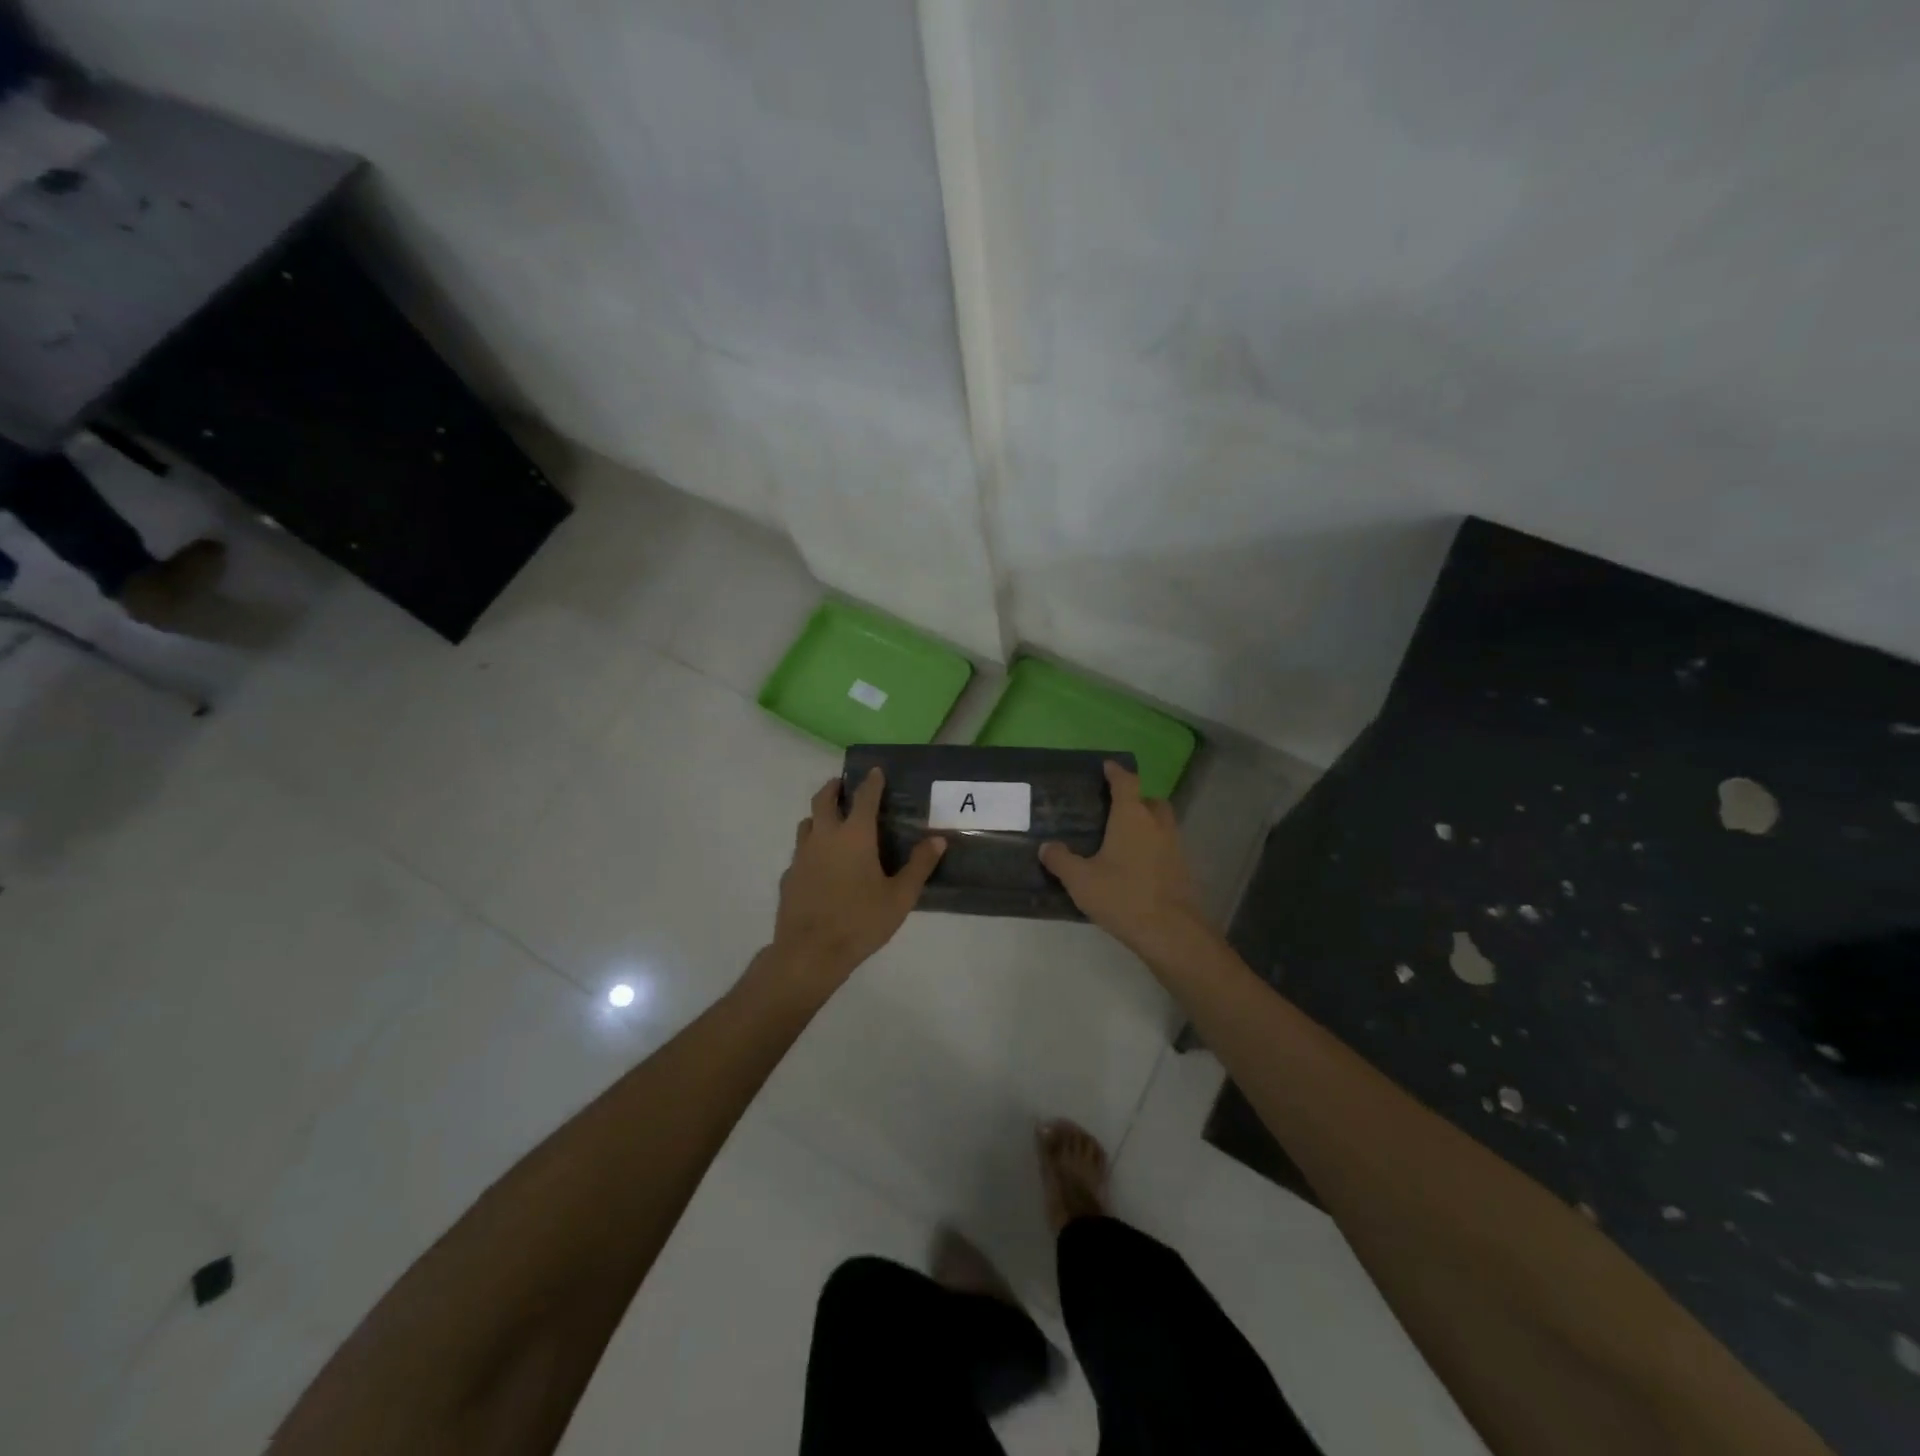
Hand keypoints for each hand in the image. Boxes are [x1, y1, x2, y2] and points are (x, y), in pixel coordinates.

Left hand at [765, 770, 945, 992]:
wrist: (809, 953)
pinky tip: (819, 864)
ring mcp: (802, 855)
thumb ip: (919, 866)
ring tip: (830, 821)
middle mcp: (825, 836)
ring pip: (807, 823)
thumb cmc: (860, 921)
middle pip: (823, 799)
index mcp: (854, 836)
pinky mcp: (789, 876)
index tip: (874, 770)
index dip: (871, 782)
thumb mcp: (900, 897)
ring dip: (819, 815)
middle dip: (834, 788)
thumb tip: (938, 840)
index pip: (863, 797)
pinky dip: (810, 847)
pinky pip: (800, 851)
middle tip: (843, 785)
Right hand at [1040, 761, 1208, 959]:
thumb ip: (1061, 860)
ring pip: (1161, 823)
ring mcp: (1174, 846)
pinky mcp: (1182, 869)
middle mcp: (1157, 824)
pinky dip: (1153, 846)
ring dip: (1146, 823)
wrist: (1170, 931)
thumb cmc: (1122, 896)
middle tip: (1115, 809)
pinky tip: (1136, 864)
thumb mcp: (1080, 880)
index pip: (1126, 782)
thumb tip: (1047, 847)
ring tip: (1123, 838)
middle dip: (1135, 799)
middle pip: (1150, 800)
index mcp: (1131, 817)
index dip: (1116, 772)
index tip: (1107, 766)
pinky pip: (1166, 846)